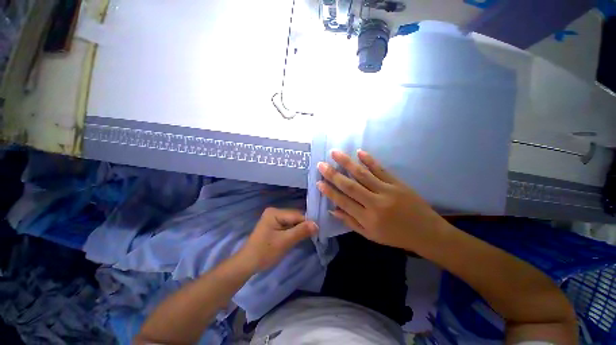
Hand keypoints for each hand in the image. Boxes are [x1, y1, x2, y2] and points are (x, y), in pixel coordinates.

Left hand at [239, 208, 317, 271]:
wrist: (247, 264)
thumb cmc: (265, 252)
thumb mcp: (285, 242)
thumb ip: (301, 231)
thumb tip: (317, 224)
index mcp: (275, 212)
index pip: (297, 215)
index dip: (307, 223)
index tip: (317, 232)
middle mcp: (275, 212)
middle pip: (295, 217)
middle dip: (303, 227)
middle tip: (312, 237)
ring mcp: (274, 218)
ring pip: (293, 222)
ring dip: (299, 230)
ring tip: (305, 238)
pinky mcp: (274, 225)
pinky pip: (288, 226)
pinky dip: (293, 232)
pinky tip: (296, 238)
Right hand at [317, 150, 446, 250]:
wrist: (427, 233)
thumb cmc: (395, 236)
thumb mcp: (370, 235)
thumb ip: (350, 222)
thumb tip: (333, 210)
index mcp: (367, 218)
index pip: (343, 201)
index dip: (329, 192)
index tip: (318, 182)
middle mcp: (375, 203)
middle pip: (350, 186)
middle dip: (333, 174)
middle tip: (321, 164)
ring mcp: (387, 191)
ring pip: (363, 174)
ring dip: (347, 162)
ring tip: (335, 153)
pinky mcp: (397, 183)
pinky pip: (381, 169)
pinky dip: (369, 160)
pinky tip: (360, 152)